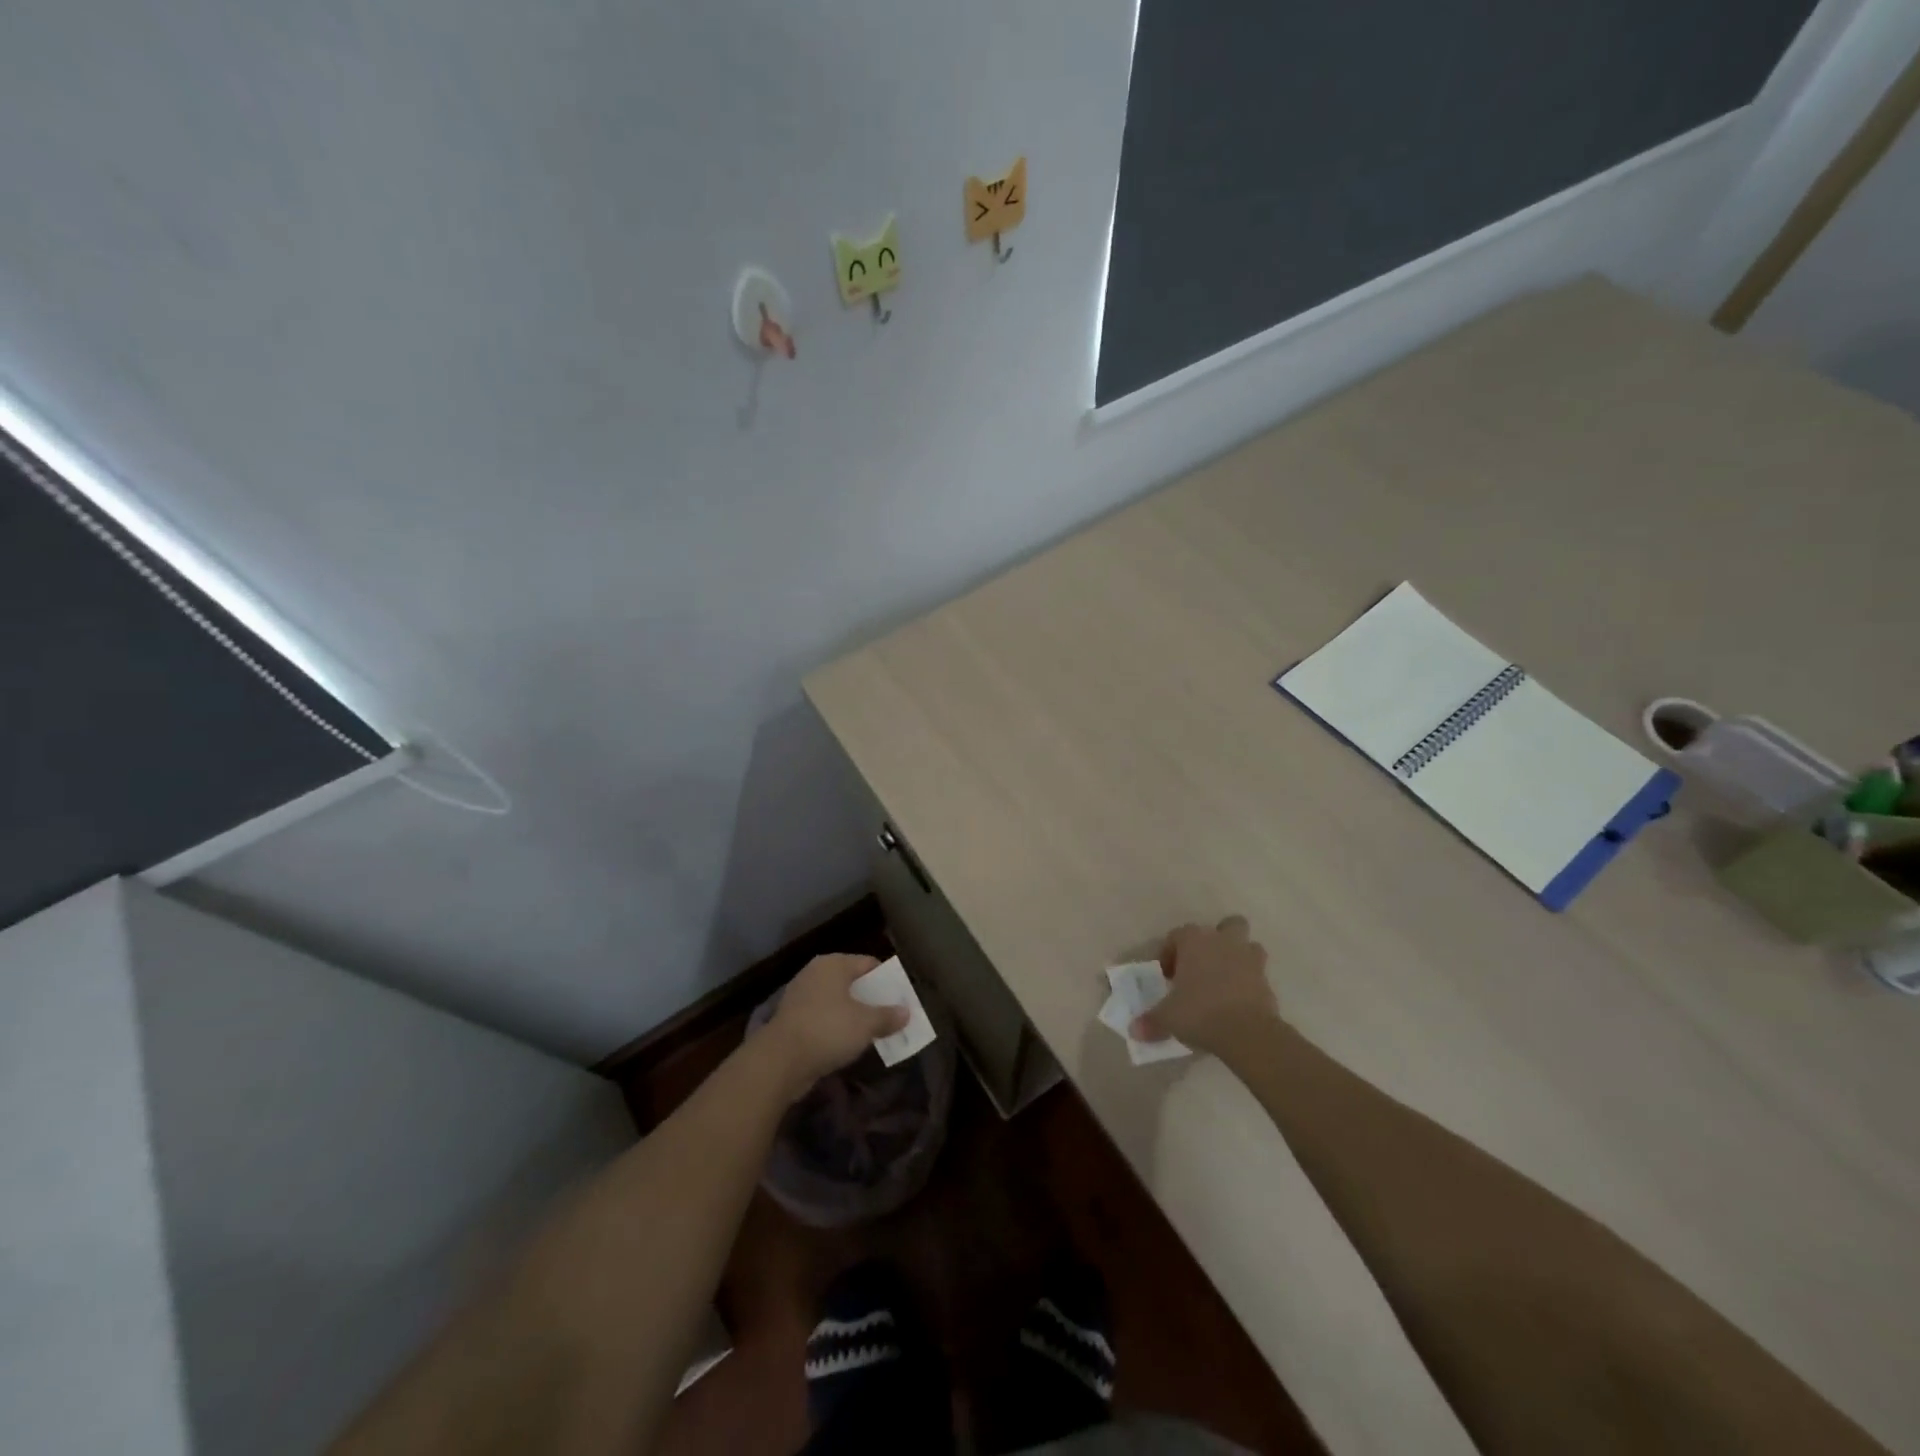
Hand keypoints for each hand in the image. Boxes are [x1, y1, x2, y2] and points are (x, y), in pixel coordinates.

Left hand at [767, 954, 909, 1098]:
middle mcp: (816, 973)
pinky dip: (836, 1026)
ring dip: (853, 1014)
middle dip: (871, 998)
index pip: (869, 963)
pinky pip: (823, 1017)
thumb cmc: (828, 1030)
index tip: (901, 997)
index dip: (888, 980)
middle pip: (852, 982)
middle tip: (890, 1015)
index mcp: (834, 964)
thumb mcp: (866, 1024)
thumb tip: (906, 1012)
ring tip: (873, 1031)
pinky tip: (848, 1042)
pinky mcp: (792, 1019)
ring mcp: (801, 995)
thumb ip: (888, 1016)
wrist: (780, 1060)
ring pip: (837, 1001)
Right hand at [1132, 916, 1279, 1058]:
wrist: (1247, 1032)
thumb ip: (1151, 1021)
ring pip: (1247, 945)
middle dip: (1216, 941)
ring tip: (1224, 980)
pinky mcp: (1267, 980)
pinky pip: (1257, 974)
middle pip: (1225, 926)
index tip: (1166, 976)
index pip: (1177, 935)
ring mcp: (1249, 958)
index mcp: (1194, 940)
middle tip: (1202, 966)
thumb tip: (1135, 1030)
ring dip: (1238, 957)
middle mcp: (1223, 941)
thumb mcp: (1167, 1018)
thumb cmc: (1199, 1012)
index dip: (1169, 954)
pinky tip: (1237, 1002)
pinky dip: (1249, 983)